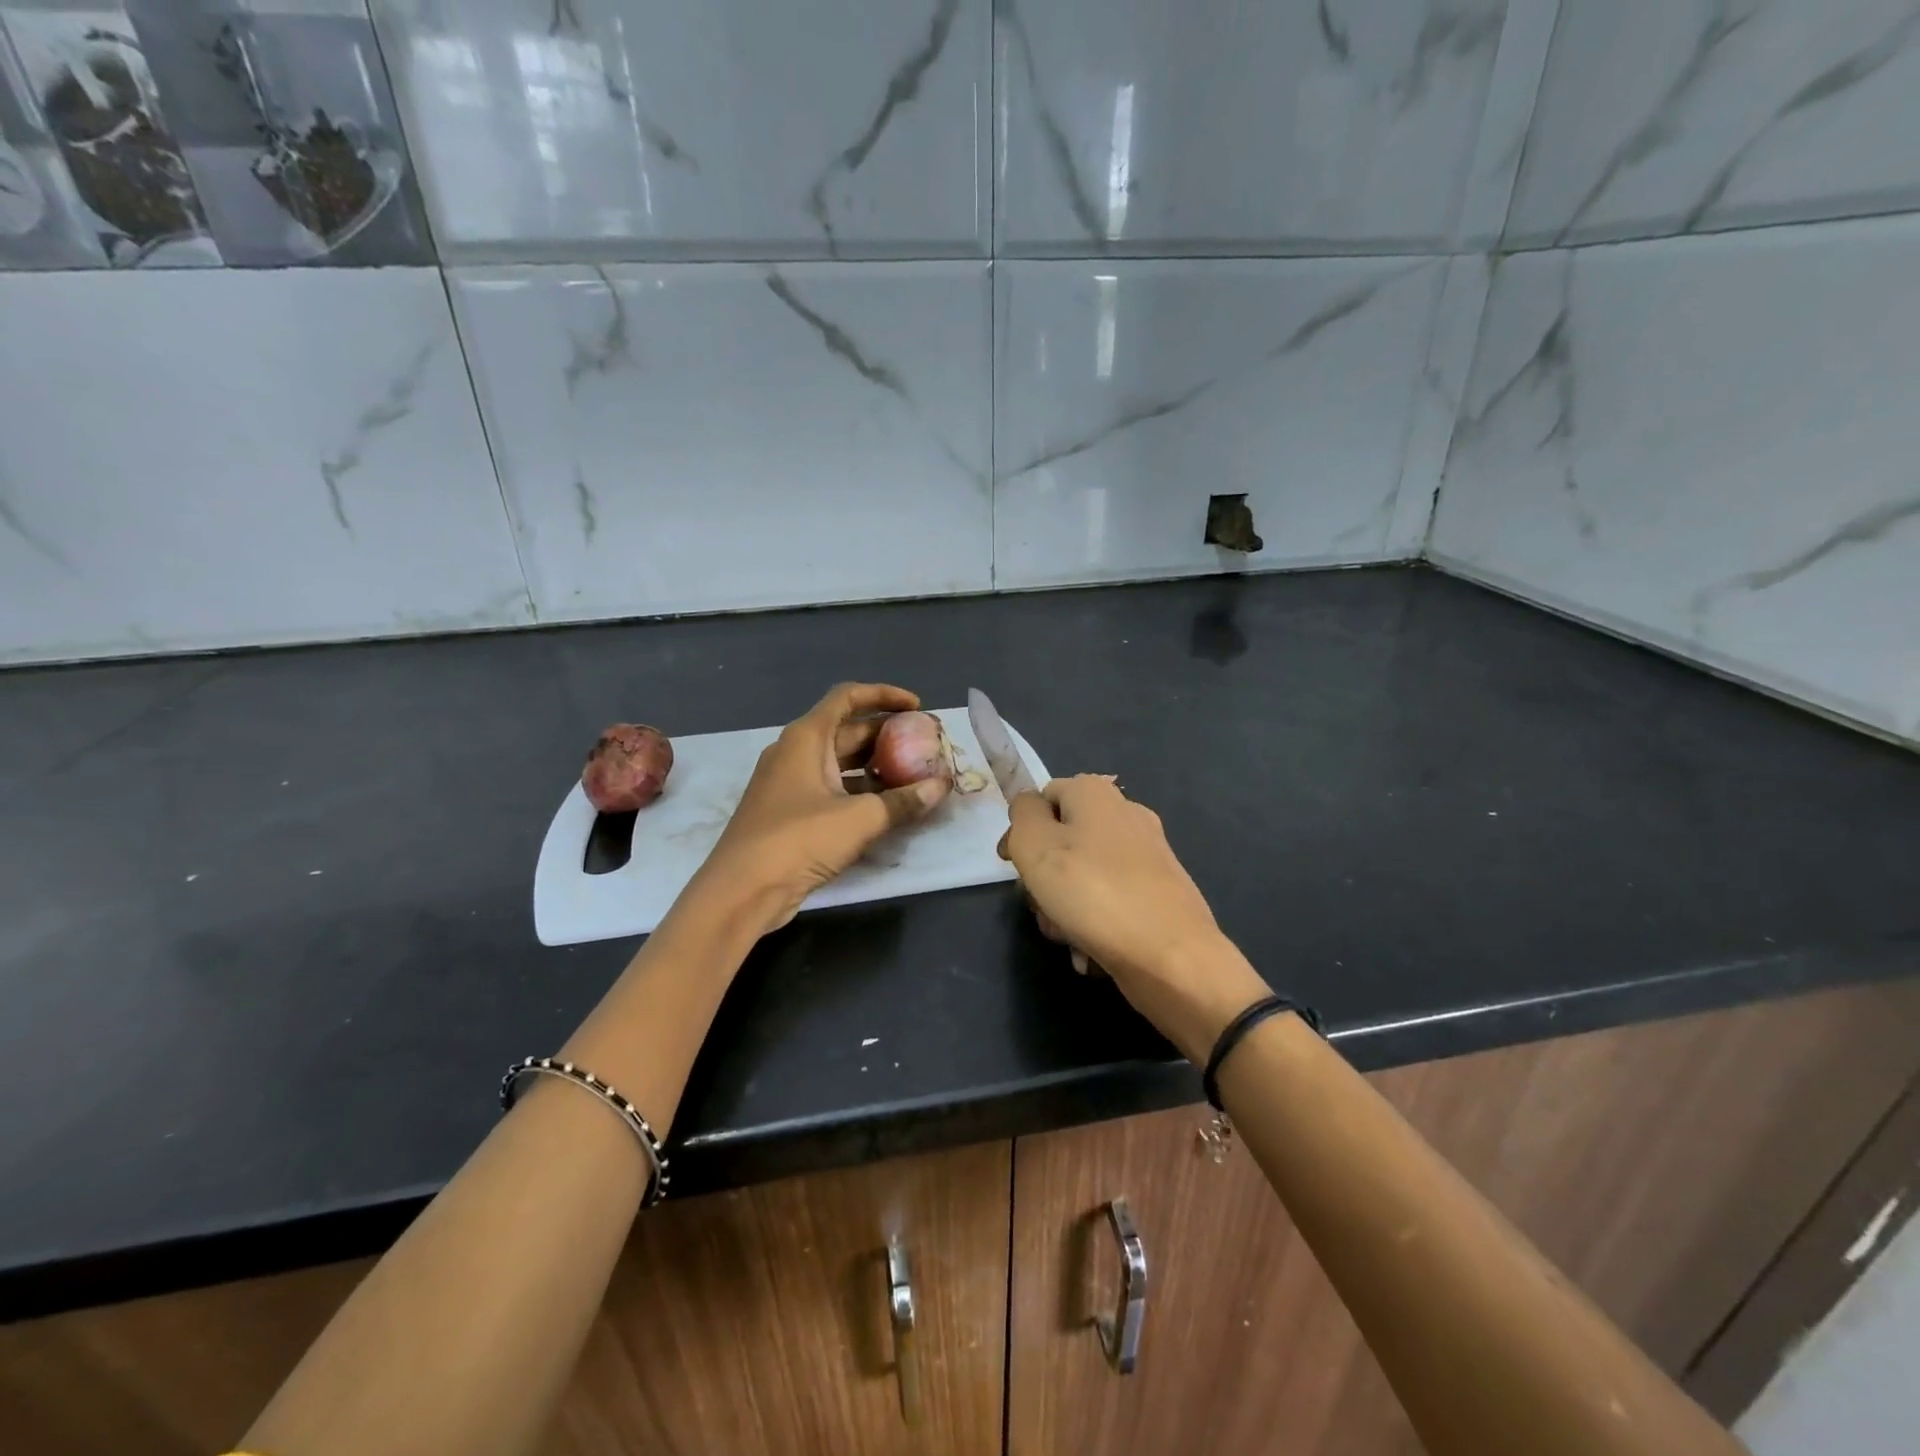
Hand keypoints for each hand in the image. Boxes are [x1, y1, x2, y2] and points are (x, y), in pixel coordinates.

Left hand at [694, 683, 951, 935]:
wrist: (741, 890)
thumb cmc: (798, 840)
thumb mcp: (859, 819)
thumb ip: (903, 801)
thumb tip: (941, 786)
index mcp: (806, 737)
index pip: (847, 697)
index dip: (884, 695)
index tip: (917, 707)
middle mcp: (795, 752)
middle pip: (847, 730)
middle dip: (887, 735)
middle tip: (924, 746)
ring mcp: (790, 783)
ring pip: (840, 762)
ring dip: (876, 765)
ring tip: (914, 775)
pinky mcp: (790, 812)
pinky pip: (831, 788)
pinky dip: (859, 790)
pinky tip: (887, 806)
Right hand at [998, 775, 1268, 1061]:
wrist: (1171, 957)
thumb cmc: (1093, 894)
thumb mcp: (1035, 846)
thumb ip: (1022, 815)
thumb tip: (1029, 807)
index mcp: (1095, 793)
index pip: (1042, 798)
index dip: (1022, 830)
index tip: (1012, 866)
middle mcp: (1125, 814)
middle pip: (1062, 839)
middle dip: (1043, 876)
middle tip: (1041, 905)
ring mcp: (1148, 853)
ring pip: (1083, 873)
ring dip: (1065, 906)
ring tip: (1067, 935)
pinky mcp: (1160, 891)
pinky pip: (1111, 899)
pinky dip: (1095, 922)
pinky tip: (1091, 950)